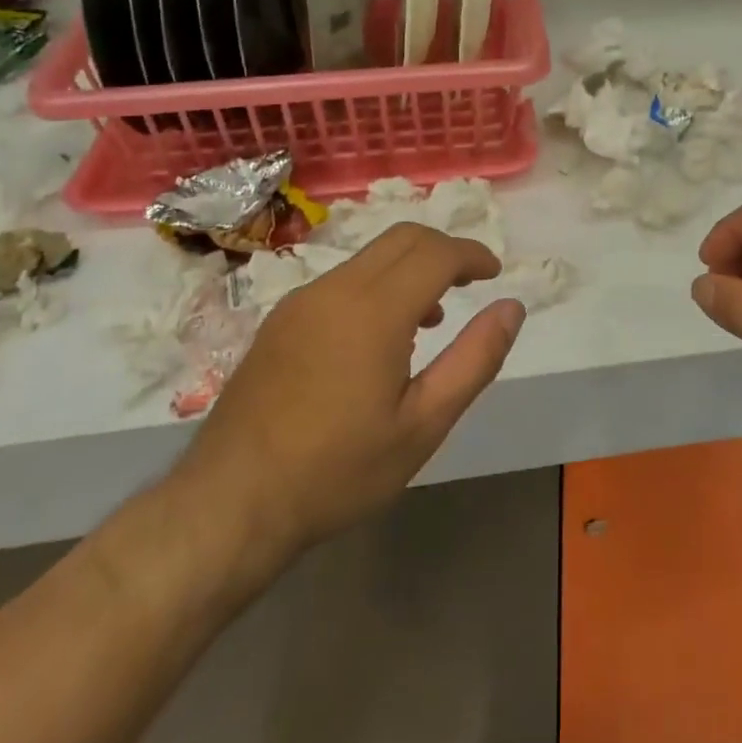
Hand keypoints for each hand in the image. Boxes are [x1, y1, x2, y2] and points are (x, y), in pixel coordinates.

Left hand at [167, 223, 524, 593]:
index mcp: (375, 309)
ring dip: (410, 267)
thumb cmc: (337, 470)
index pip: (436, 252)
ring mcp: (302, 300)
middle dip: (443, 249)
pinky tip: (378, 338)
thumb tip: (512, 307)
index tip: (493, 274)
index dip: (472, 255)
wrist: (229, 504)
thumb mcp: (423, 424)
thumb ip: (475, 359)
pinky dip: (377, 284)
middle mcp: (337, 288)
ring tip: (431, 318)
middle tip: (469, 283)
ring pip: (370, 256)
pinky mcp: (280, 318)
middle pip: (403, 238)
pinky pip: (342, 279)